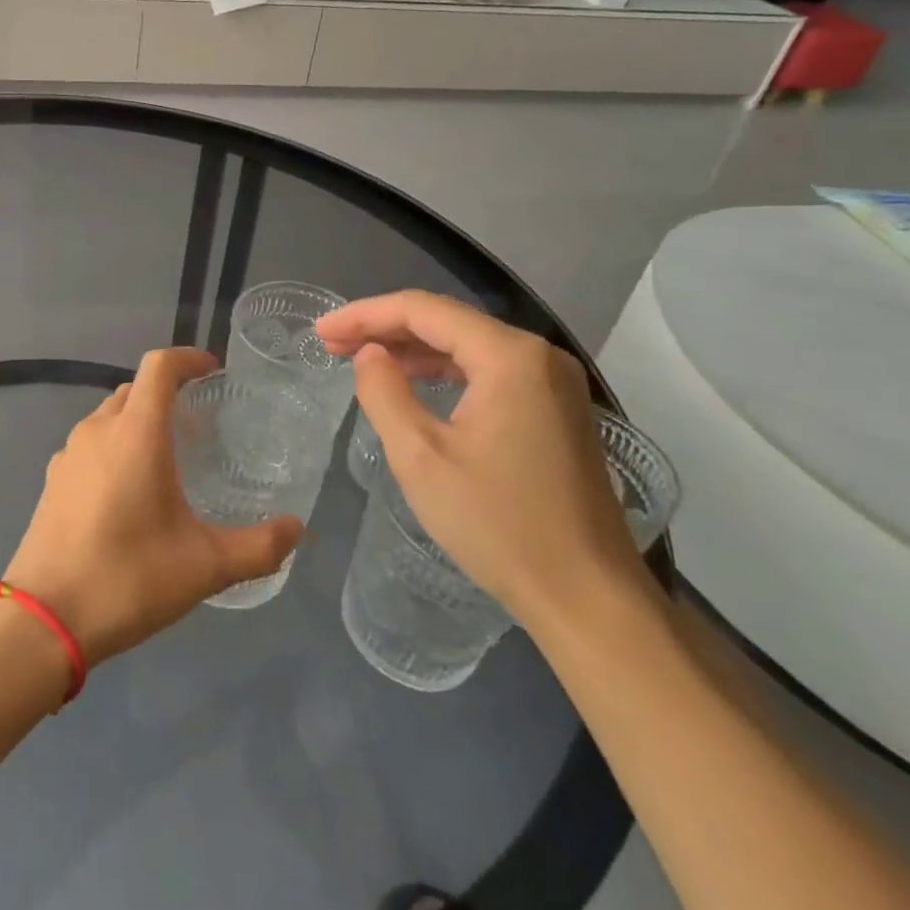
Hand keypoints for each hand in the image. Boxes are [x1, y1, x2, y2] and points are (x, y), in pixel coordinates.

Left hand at [4, 348, 302, 667]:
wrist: (44, 619)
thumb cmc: (128, 578)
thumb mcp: (204, 567)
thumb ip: (258, 547)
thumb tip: (297, 529)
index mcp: (135, 433)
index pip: (159, 366)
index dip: (188, 358)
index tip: (213, 371)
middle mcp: (98, 430)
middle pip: (135, 389)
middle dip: (167, 393)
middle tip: (200, 423)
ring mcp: (69, 454)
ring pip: (110, 416)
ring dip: (139, 421)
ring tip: (168, 456)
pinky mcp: (53, 479)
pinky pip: (90, 444)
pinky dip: (115, 446)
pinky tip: (129, 490)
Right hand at [316, 292, 654, 639]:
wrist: (588, 599)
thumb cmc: (499, 525)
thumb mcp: (420, 457)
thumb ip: (384, 393)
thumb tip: (369, 355)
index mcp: (509, 356)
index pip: (423, 310)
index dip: (365, 315)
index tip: (321, 332)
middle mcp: (537, 355)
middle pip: (447, 321)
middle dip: (384, 329)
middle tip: (331, 344)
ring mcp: (552, 382)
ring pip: (466, 345)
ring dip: (411, 349)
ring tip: (359, 358)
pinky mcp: (555, 409)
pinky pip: (487, 371)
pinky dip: (442, 371)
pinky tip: (410, 381)